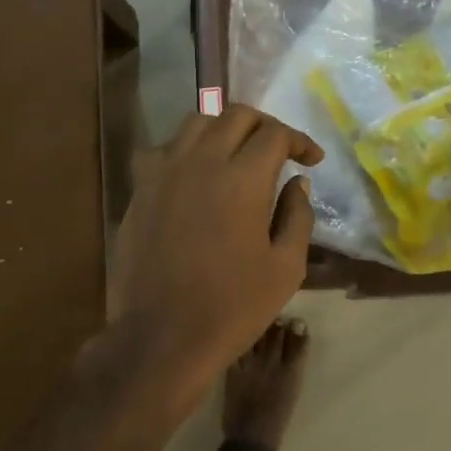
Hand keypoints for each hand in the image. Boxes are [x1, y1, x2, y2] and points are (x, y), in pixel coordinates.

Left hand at [107, 104, 321, 405]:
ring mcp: (164, 171)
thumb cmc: (232, 307)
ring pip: (196, 122)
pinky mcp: (140, 188)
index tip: (311, 159)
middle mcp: (201, 161)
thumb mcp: (285, 268)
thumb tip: (297, 183)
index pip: (275, 134)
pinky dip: (186, 149)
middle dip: (265, 125)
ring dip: (223, 128)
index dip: (299, 141)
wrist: (162, 335)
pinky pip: (164, 148)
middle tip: (278, 149)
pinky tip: (195, 173)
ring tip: (237, 153)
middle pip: (236, 115)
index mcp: (243, 178)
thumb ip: (297, 217)